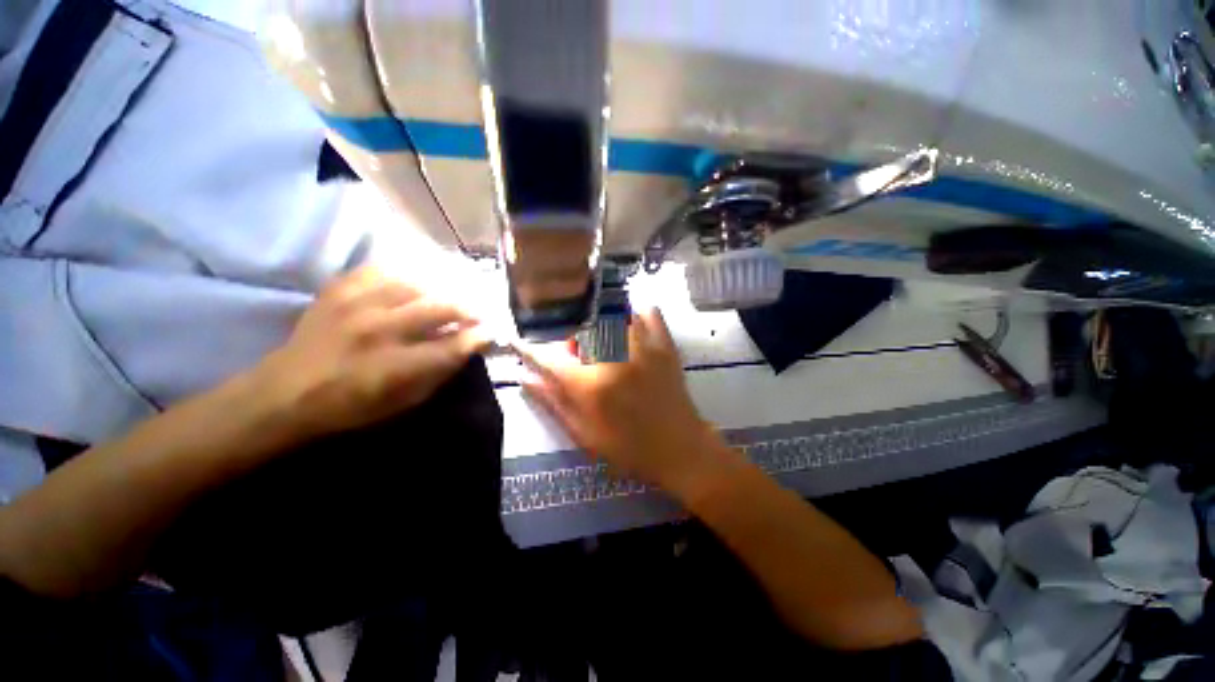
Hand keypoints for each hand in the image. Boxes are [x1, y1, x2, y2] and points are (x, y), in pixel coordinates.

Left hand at [255, 266, 489, 441]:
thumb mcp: (403, 404)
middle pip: (441, 308)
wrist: (284, 393)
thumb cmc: (350, 407)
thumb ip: (438, 374)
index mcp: (395, 366)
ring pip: (416, 284)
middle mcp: (379, 331)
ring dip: (442, 290)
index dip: (479, 336)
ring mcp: (356, 305)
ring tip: (451, 296)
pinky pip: (381, 270)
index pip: (453, 345)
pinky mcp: (338, 290)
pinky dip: (404, 274)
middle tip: (478, 313)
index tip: (491, 332)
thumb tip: (467, 348)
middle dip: (468, 309)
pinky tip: (414, 282)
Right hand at [520, 309, 734, 496]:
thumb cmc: (629, 448)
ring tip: (602, 345)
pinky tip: (629, 326)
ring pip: (612, 314)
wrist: (680, 449)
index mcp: (591, 385)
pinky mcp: (665, 345)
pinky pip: (649, 313)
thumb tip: (525, 377)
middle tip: (577, 358)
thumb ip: (554, 402)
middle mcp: (614, 358)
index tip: (516, 340)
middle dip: (571, 340)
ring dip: (599, 325)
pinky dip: (635, 313)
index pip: (549, 359)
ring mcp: (643, 348)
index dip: (529, 349)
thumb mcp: (584, 433)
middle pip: (580, 328)